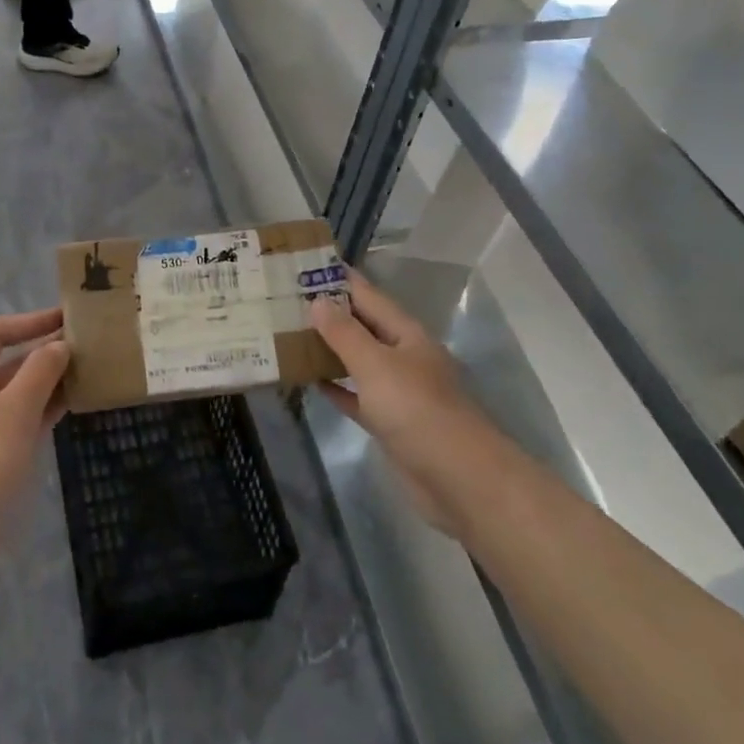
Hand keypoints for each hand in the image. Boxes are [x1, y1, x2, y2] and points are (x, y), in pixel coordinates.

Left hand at [0, 308, 68, 537]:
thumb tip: (59, 345)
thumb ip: (39, 372)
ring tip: (89, 371)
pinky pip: (23, 419)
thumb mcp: (14, 410)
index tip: (65, 319)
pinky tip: (75, 404)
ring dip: (49, 380)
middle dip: (44, 351)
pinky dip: (46, 408)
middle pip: (7, 361)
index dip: (28, 321)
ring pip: (18, 392)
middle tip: (87, 345)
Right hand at [307, 270, 485, 531]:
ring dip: (328, 348)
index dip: (338, 279)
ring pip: (357, 360)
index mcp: (405, 334)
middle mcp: (402, 356)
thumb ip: (345, 333)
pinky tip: (309, 380)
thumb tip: (317, 300)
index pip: (367, 295)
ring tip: (288, 334)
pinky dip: (336, 386)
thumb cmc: (416, 410)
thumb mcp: (376, 364)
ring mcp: (397, 390)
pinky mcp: (390, 421)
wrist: (458, 478)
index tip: (304, 265)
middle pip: (361, 326)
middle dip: (328, 312)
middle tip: (285, 299)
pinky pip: (356, 395)